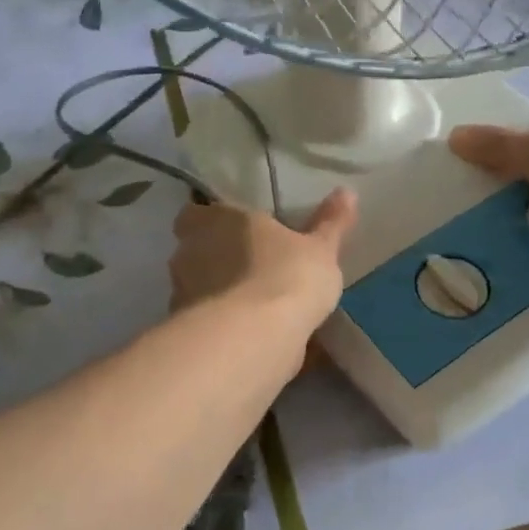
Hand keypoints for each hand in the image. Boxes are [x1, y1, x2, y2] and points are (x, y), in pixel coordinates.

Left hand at [169, 189, 357, 331]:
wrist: (256, 338)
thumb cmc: (288, 276)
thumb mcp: (321, 249)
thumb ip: (330, 222)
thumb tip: (346, 192)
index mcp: (217, 219)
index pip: (195, 214)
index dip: (212, 223)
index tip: (236, 233)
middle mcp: (189, 251)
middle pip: (194, 251)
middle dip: (215, 259)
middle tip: (248, 269)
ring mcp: (182, 293)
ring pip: (195, 287)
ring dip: (215, 294)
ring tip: (249, 307)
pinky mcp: (186, 331)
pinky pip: (203, 322)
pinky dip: (219, 326)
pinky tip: (244, 336)